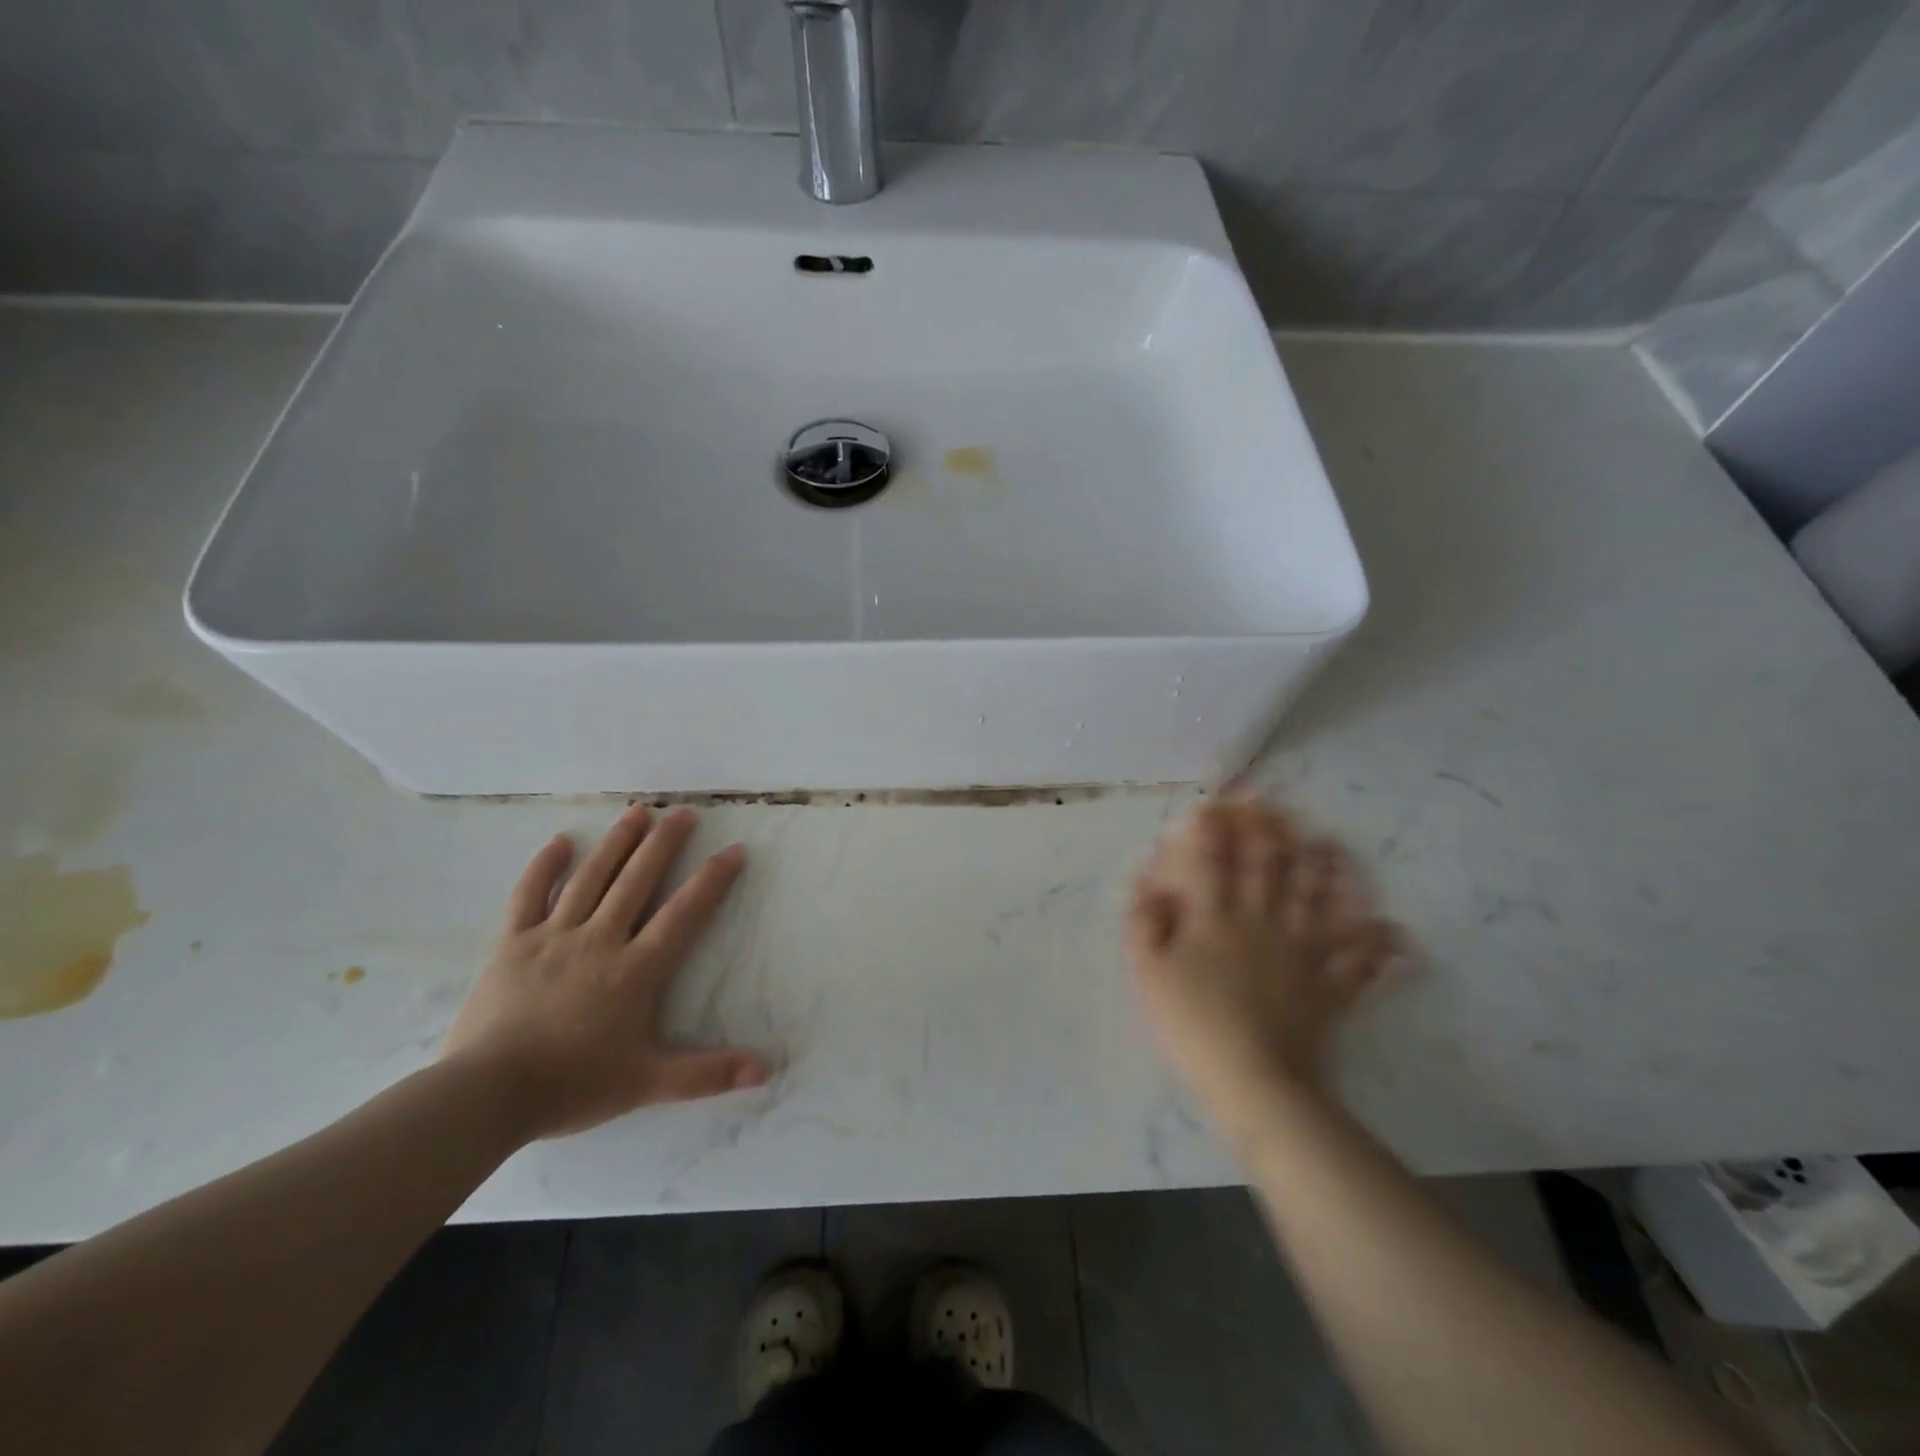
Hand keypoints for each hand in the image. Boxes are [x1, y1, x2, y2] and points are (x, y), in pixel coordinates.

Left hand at [443, 805, 770, 1139]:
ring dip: (617, 842)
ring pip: (591, 878)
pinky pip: (529, 895)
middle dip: (665, 843)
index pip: (684, 913)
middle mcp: (600, 939)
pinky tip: (560, 841)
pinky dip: (544, 867)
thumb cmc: (574, 1085)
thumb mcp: (648, 1083)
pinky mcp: (513, 943)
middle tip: (684, 811)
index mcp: (636, 969)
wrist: (486, 1096)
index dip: (712, 879)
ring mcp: (554, 937)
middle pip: (638, 880)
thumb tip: (766, 1071)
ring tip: (638, 811)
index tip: (734, 850)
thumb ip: (708, 1074)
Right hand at [1127, 796, 1405, 1131]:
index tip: (1216, 802)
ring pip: (1318, 898)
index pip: (1214, 860)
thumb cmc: (1192, 1023)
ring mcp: (1304, 952)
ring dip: (1323, 867)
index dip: (1214, 827)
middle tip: (1273, 804)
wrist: (1253, 1081)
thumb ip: (1144, 923)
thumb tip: (1150, 884)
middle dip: (1269, 830)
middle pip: (1269, 866)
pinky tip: (1395, 931)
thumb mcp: (1147, 972)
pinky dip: (1380, 945)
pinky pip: (1362, 961)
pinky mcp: (1331, 987)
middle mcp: (1263, 922)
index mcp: (1216, 917)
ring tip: (1327, 842)